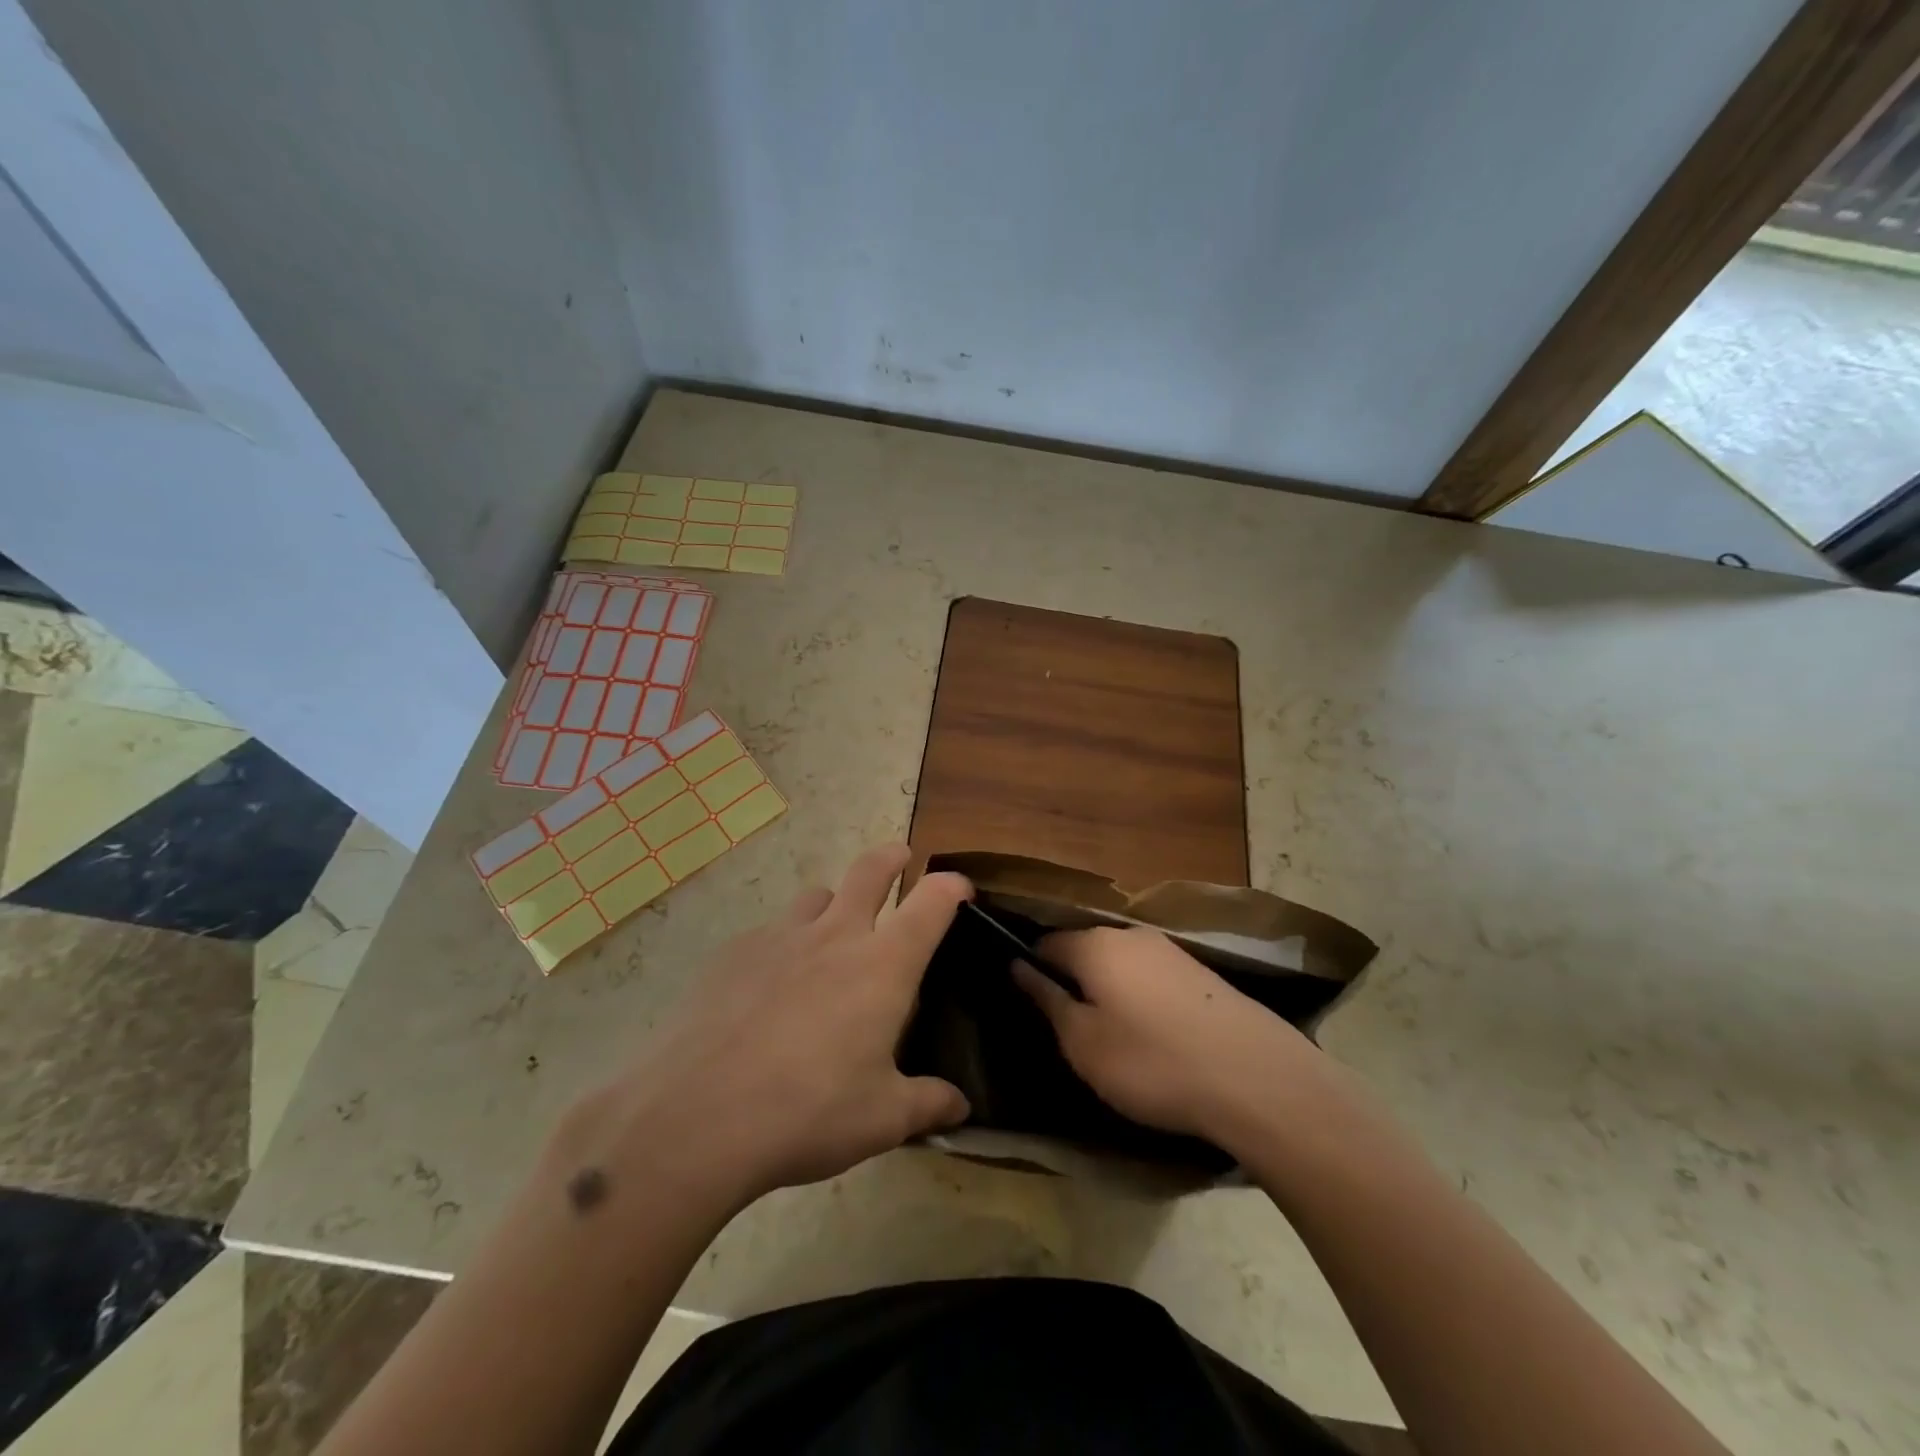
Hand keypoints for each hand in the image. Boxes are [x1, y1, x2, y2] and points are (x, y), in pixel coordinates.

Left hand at [563, 844, 972, 1212]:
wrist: (697, 1117)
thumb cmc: (809, 1112)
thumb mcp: (882, 1120)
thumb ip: (928, 1104)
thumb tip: (961, 1106)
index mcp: (882, 964)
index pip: (931, 901)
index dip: (952, 886)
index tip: (961, 889)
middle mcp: (834, 935)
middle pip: (869, 870)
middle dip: (892, 858)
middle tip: (901, 858)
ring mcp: (779, 938)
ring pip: (816, 896)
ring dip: (834, 904)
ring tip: (832, 934)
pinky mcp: (733, 953)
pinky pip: (770, 933)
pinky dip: (784, 945)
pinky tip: (770, 988)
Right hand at [1014, 926, 1322, 1143]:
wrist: (1256, 1078)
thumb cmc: (1152, 1063)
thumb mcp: (1083, 1043)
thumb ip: (1048, 1000)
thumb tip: (1019, 965)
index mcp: (1095, 945)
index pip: (1046, 943)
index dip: (1032, 971)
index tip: (1034, 1008)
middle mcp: (1131, 935)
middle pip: (1085, 950)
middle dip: (1073, 982)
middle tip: (1072, 1031)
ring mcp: (1171, 950)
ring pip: (1121, 964)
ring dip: (1109, 992)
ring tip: (1115, 1040)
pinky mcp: (1201, 973)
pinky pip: (1152, 977)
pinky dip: (1142, 999)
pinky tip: (1155, 1036)